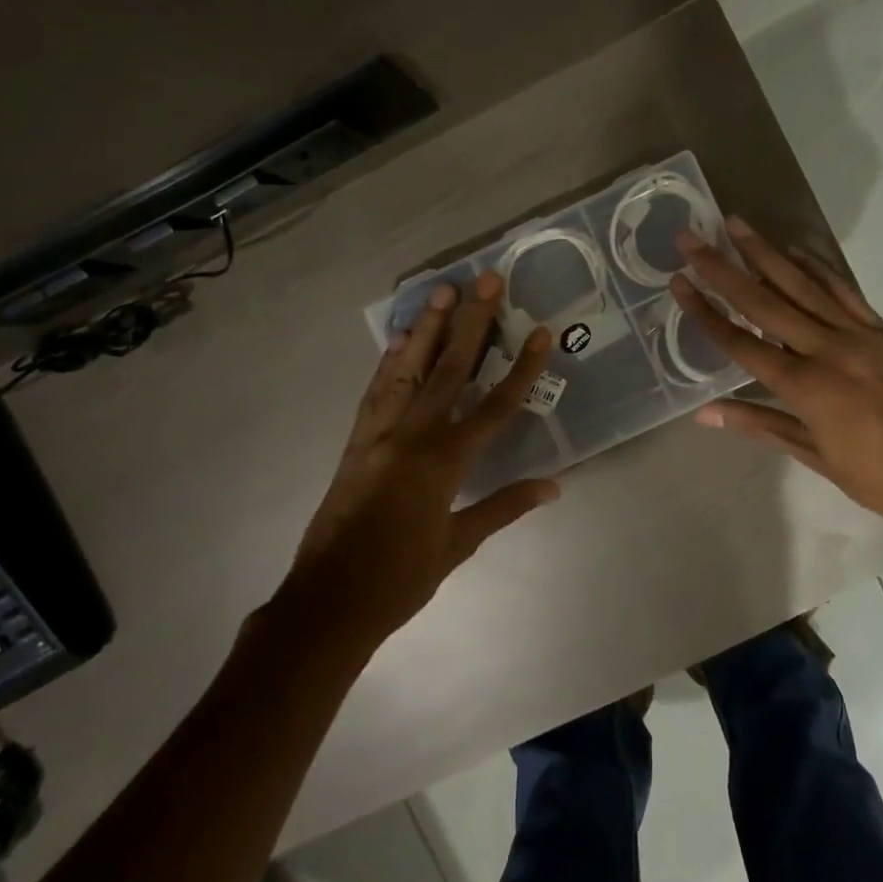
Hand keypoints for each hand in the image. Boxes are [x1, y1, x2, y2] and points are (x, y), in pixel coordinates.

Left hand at [284, 271, 558, 643]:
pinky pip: (377, 391)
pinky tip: (398, 340)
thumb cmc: (401, 579)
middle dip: (472, 322)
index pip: (495, 406)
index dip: (522, 368)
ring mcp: (379, 433)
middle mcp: (412, 436)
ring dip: (426, 328)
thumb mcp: (459, 544)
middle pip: (450, 368)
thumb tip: (554, 485)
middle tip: (485, 280)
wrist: (328, 601)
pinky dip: (390, 362)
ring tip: (440, 291)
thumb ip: (505, 506)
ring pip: (408, 369)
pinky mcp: (357, 440)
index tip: (540, 332)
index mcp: (444, 462)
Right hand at [672, 219, 882, 539]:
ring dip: (766, 253)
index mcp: (805, 386)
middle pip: (764, 302)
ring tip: (736, 224)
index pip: (741, 342)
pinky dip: (817, 267)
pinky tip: (795, 250)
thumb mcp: (815, 457)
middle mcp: (827, 349)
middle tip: (692, 238)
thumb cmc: (880, 477)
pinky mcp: (882, 330)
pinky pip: (843, 290)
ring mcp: (858, 334)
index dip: (705, 312)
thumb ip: (760, 425)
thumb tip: (704, 413)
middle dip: (722, 269)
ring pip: (802, 285)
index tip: (678, 282)